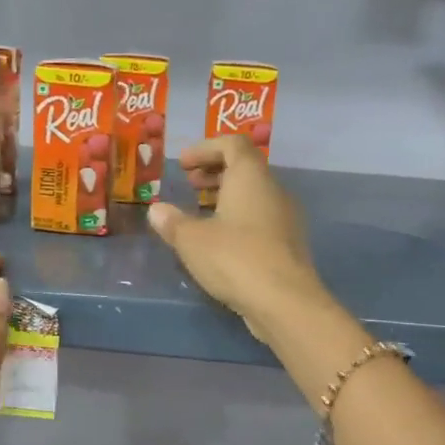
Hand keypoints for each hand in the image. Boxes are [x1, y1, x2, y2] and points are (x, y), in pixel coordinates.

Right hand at [146, 136, 321, 340]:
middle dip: (214, 172)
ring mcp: (285, 218)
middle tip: (189, 184)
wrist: (283, 301)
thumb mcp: (192, 239)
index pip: (232, 144)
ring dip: (226, 197)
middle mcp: (273, 189)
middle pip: (245, 168)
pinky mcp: (288, 244)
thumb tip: (157, 210)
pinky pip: (260, 219)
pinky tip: (219, 241)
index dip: (205, 148)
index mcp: (251, 176)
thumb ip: (172, 221)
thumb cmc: (234, 258)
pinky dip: (238, 219)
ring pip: (253, 195)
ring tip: (199, 213)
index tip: (182, 164)